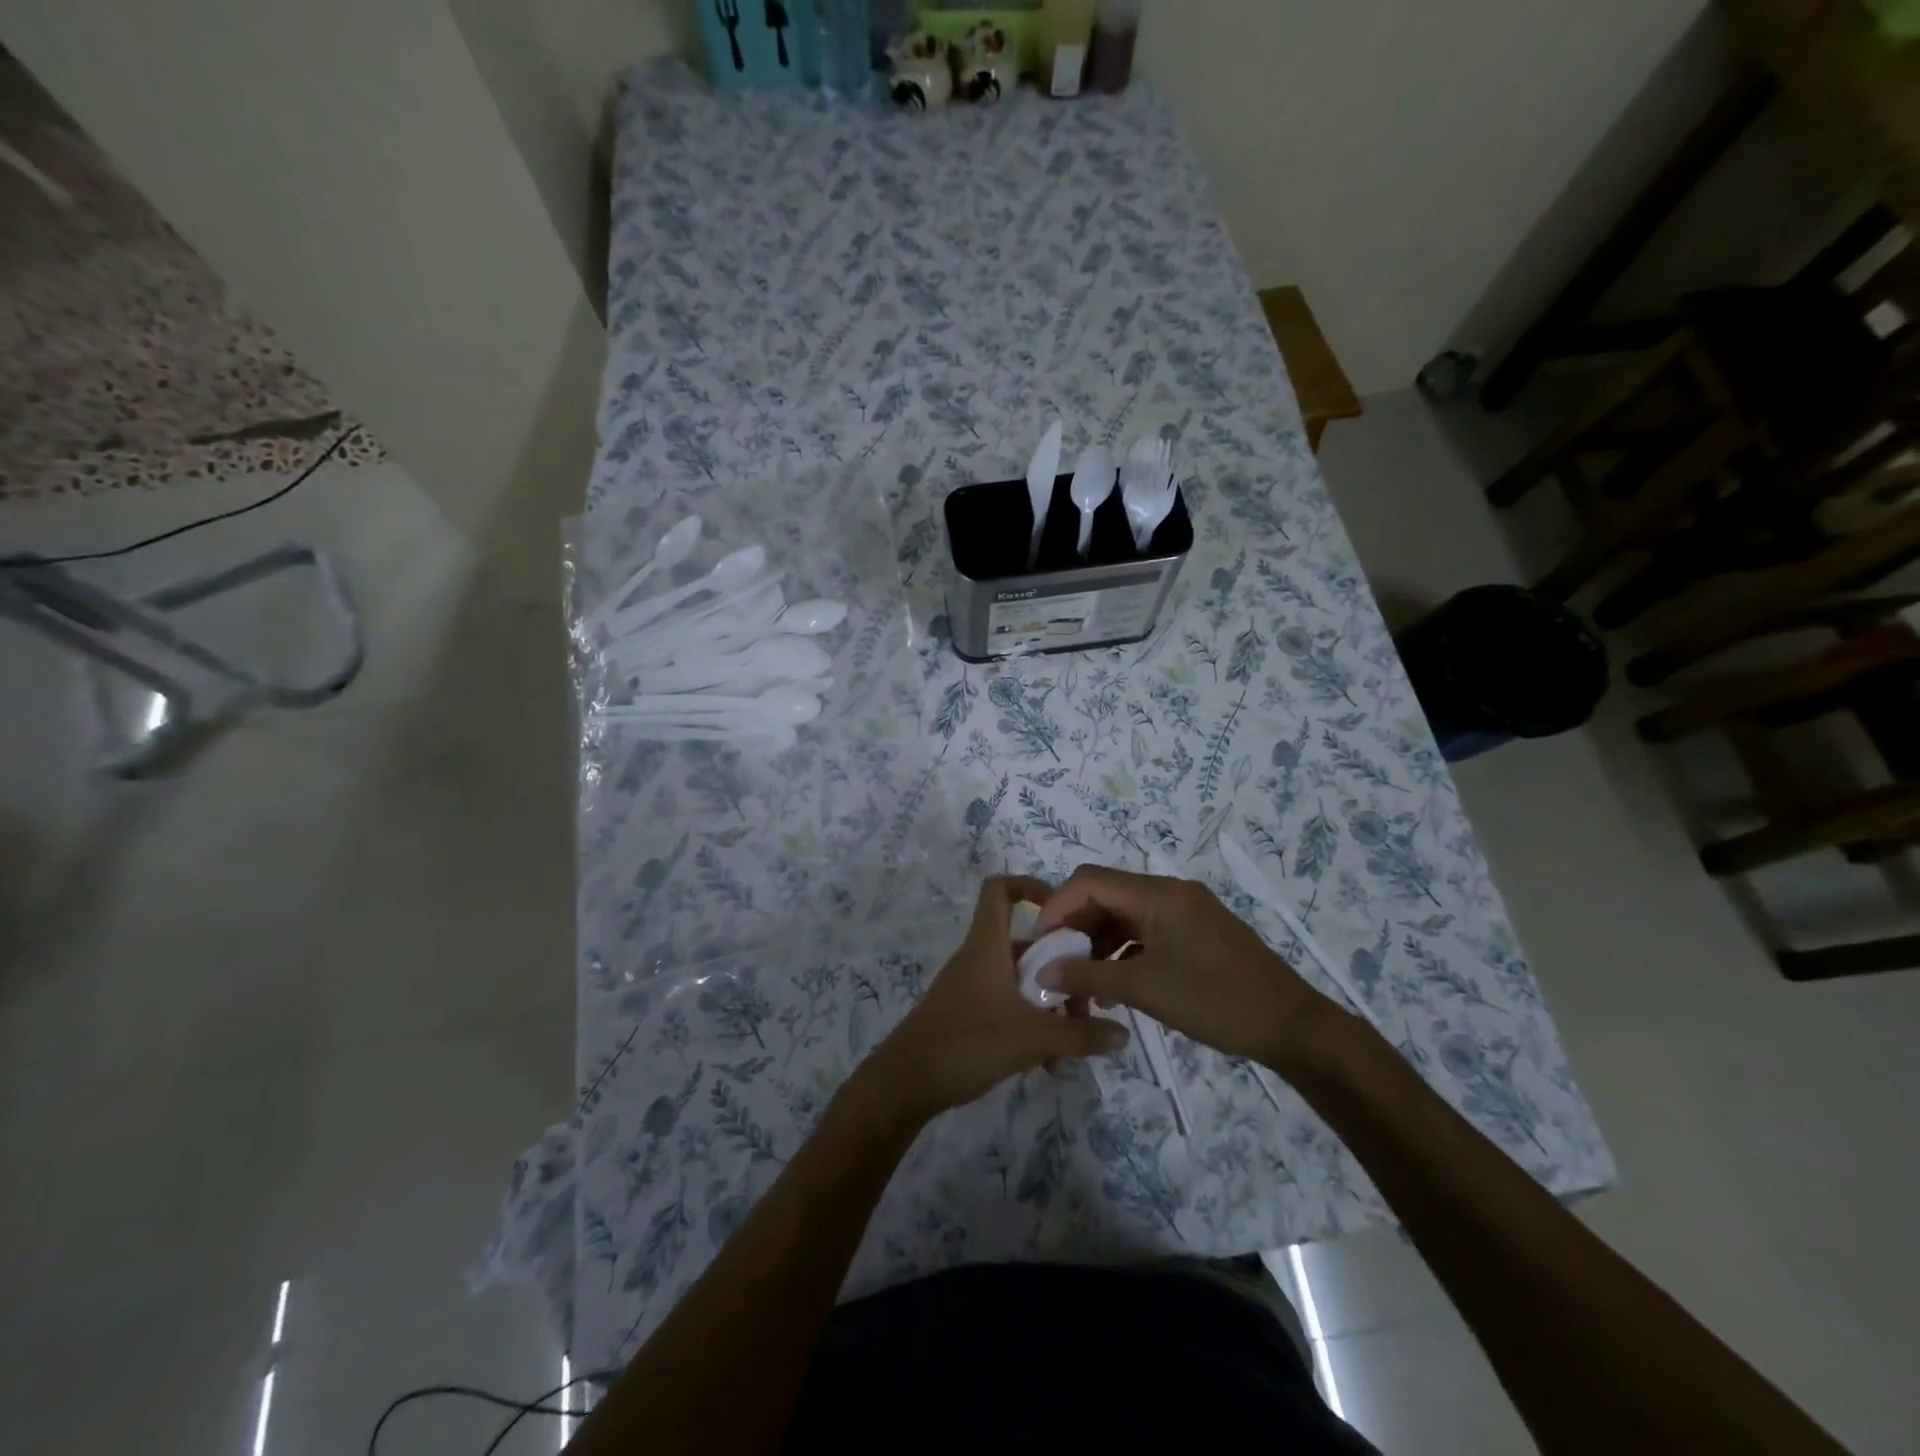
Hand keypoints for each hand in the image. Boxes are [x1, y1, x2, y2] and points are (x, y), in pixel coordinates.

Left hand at [862, 876, 1128, 1121]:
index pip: (1000, 889)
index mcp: (987, 946)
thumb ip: (1079, 1035)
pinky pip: (1007, 1006)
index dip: (1030, 886)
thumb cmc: (965, 1044)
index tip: (1064, 911)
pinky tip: (1045, 1064)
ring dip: (1047, 1007)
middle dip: (1059, 970)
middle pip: (1025, 945)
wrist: (904, 1084)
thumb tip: (1123, 1034)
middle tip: (1085, 1003)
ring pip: (1020, 982)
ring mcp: (970, 987)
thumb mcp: (1031, 1039)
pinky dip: (1029, 1024)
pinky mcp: (966, 1014)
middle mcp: (978, 958)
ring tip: (1070, 1046)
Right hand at [1032, 865, 1338, 1070]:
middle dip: (1075, 926)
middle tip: (1054, 962)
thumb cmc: (1216, 1000)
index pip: (1089, 881)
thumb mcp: (1146, 989)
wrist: (1292, 1027)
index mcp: (1158, 893)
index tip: (1038, 943)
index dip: (1057, 906)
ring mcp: (1185, 911)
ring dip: (1098, 942)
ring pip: (1125, 915)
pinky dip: (1124, 951)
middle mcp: (1170, 892)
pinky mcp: (1196, 932)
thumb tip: (1041, 973)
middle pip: (1106, 894)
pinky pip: (1146, 931)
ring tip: (1080, 980)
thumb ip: (1089, 977)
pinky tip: (1114, 984)